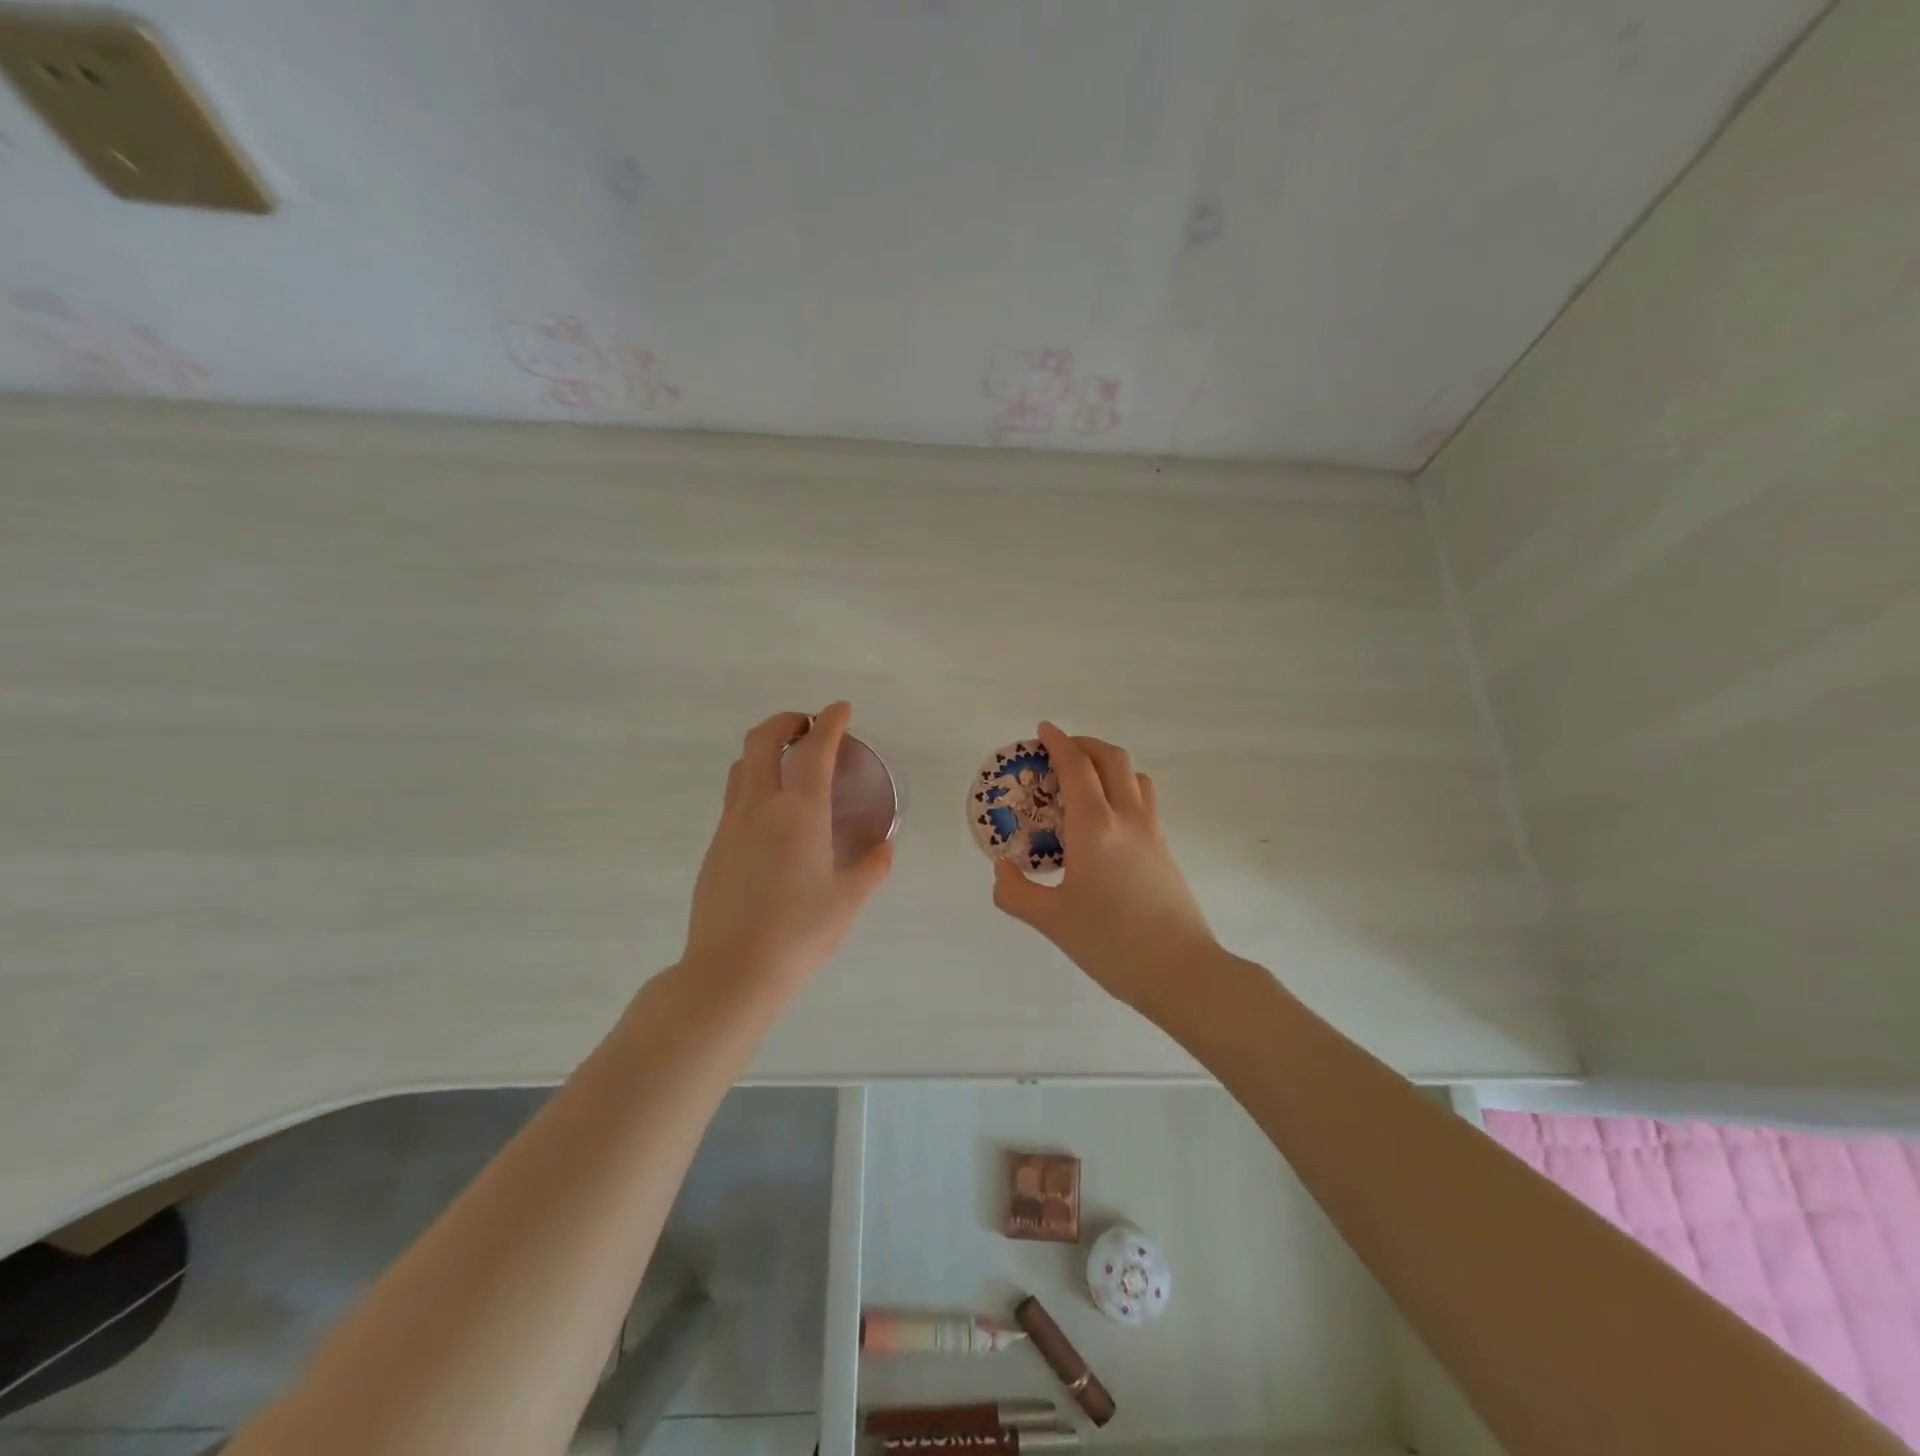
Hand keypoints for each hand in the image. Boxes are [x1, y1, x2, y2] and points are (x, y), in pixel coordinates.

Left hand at [684, 703, 893, 993]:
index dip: (830, 722)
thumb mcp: (847, 901)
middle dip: (785, 722)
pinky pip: (734, 800)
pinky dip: (754, 787)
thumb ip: (871, 869)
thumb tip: (885, 849)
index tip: (841, 709)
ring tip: (788, 767)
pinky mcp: (715, 849)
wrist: (731, 973)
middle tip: (807, 727)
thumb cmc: (799, 933)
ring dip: (764, 752)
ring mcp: (731, 826)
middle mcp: (760, 807)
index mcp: (799, 812)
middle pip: (762, 741)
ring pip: (741, 768)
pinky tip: (772, 819)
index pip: (815, 749)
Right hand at [991, 722, 1218, 1012]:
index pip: (1076, 767)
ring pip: (1134, 776)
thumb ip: (1016, 893)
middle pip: (1111, 759)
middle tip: (1059, 752)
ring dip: (1108, 764)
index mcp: (1095, 827)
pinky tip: (1106, 818)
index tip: (1043, 730)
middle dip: (1084, 744)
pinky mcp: (1165, 849)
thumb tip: (1002, 870)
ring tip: (1084, 781)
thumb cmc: (1111, 943)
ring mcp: (1152, 832)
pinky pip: (1143, 800)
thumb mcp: (1051, 921)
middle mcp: (1126, 818)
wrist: (1181, 971)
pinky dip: (1122, 788)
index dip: (1058, 743)